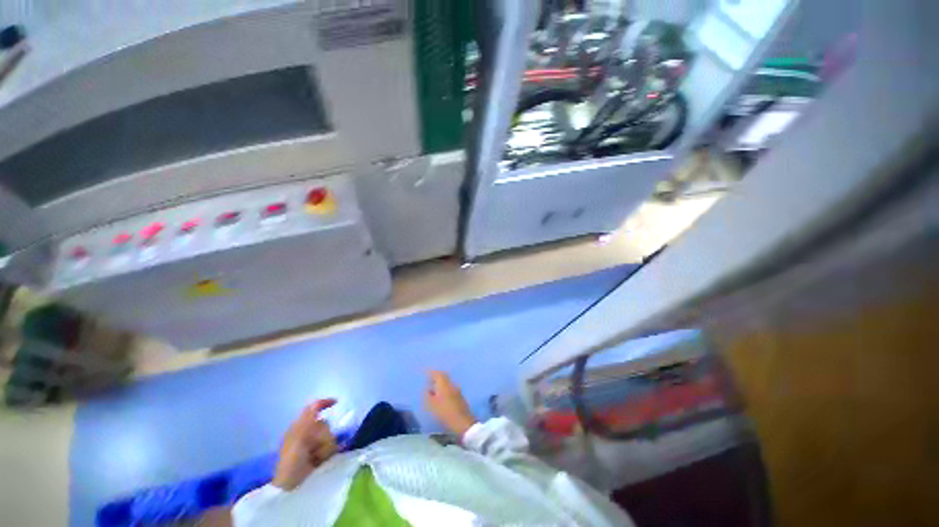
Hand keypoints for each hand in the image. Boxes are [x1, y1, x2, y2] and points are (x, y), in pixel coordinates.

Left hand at [272, 399, 337, 490]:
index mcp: (299, 427)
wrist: (292, 486)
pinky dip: (329, 453)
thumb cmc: (291, 461)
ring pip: (330, 435)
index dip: (324, 403)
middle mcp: (307, 433)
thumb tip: (316, 403)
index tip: (336, 403)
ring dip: (324, 447)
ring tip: (316, 458)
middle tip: (313, 447)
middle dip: (322, 435)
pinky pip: (333, 446)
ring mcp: (314, 444)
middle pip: (325, 424)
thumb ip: (307, 419)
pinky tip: (322, 460)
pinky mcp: (321, 454)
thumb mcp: (297, 438)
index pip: (313, 408)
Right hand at [424, 371, 476, 436]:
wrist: (463, 422)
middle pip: (444, 377)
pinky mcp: (460, 397)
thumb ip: (427, 396)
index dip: (432, 372)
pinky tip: (442, 397)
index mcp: (444, 384)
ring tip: (434, 389)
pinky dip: (445, 390)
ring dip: (441, 384)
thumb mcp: (432, 406)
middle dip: (437, 377)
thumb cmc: (445, 413)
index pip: (438, 373)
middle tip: (430, 380)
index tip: (426, 373)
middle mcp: (452, 384)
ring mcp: (457, 390)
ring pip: (448, 383)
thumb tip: (427, 389)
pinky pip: (451, 389)